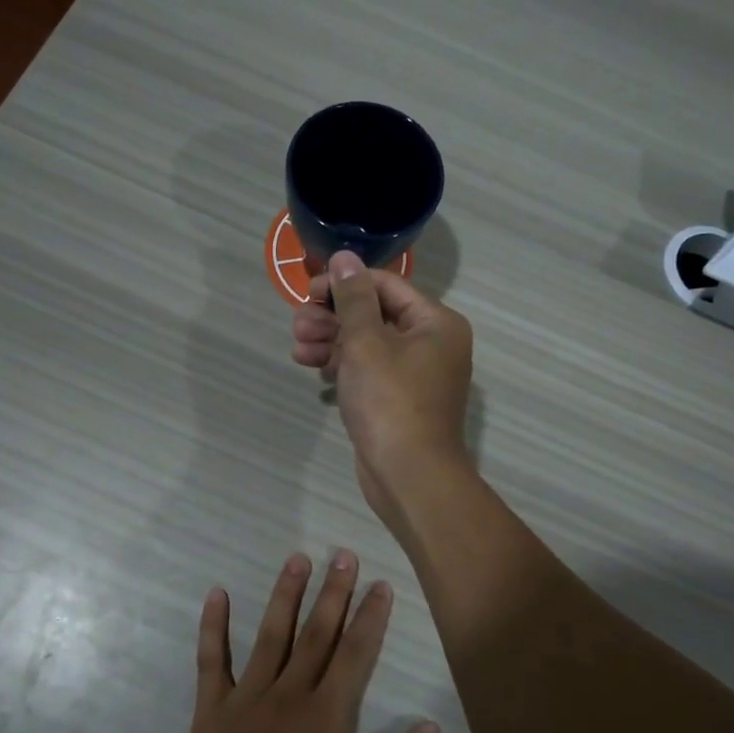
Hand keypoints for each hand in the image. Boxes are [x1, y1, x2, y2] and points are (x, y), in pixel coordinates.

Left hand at [174, 551, 438, 732]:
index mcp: (328, 717)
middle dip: (334, 592)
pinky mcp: (211, 711)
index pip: (356, 653)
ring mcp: (246, 699)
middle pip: (317, 633)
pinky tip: (217, 594)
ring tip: (298, 558)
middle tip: (344, 555)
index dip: (371, 616)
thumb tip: (431, 726)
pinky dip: (213, 626)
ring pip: (270, 634)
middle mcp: (289, 695)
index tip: (380, 585)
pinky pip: (212, 660)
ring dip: (286, 594)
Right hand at [291, 253, 474, 525]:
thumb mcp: (366, 342)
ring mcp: (415, 375)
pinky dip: (342, 366)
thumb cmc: (390, 401)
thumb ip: (353, 297)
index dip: (345, 284)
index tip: (308, 292)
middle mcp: (431, 344)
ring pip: (368, 345)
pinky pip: (368, 371)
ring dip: (331, 341)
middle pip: (375, 315)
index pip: (386, 286)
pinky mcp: (397, 401)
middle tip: (298, 323)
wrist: (408, 475)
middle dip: (333, 317)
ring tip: (298, 346)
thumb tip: (344, 257)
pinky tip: (312, 365)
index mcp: (436, 323)